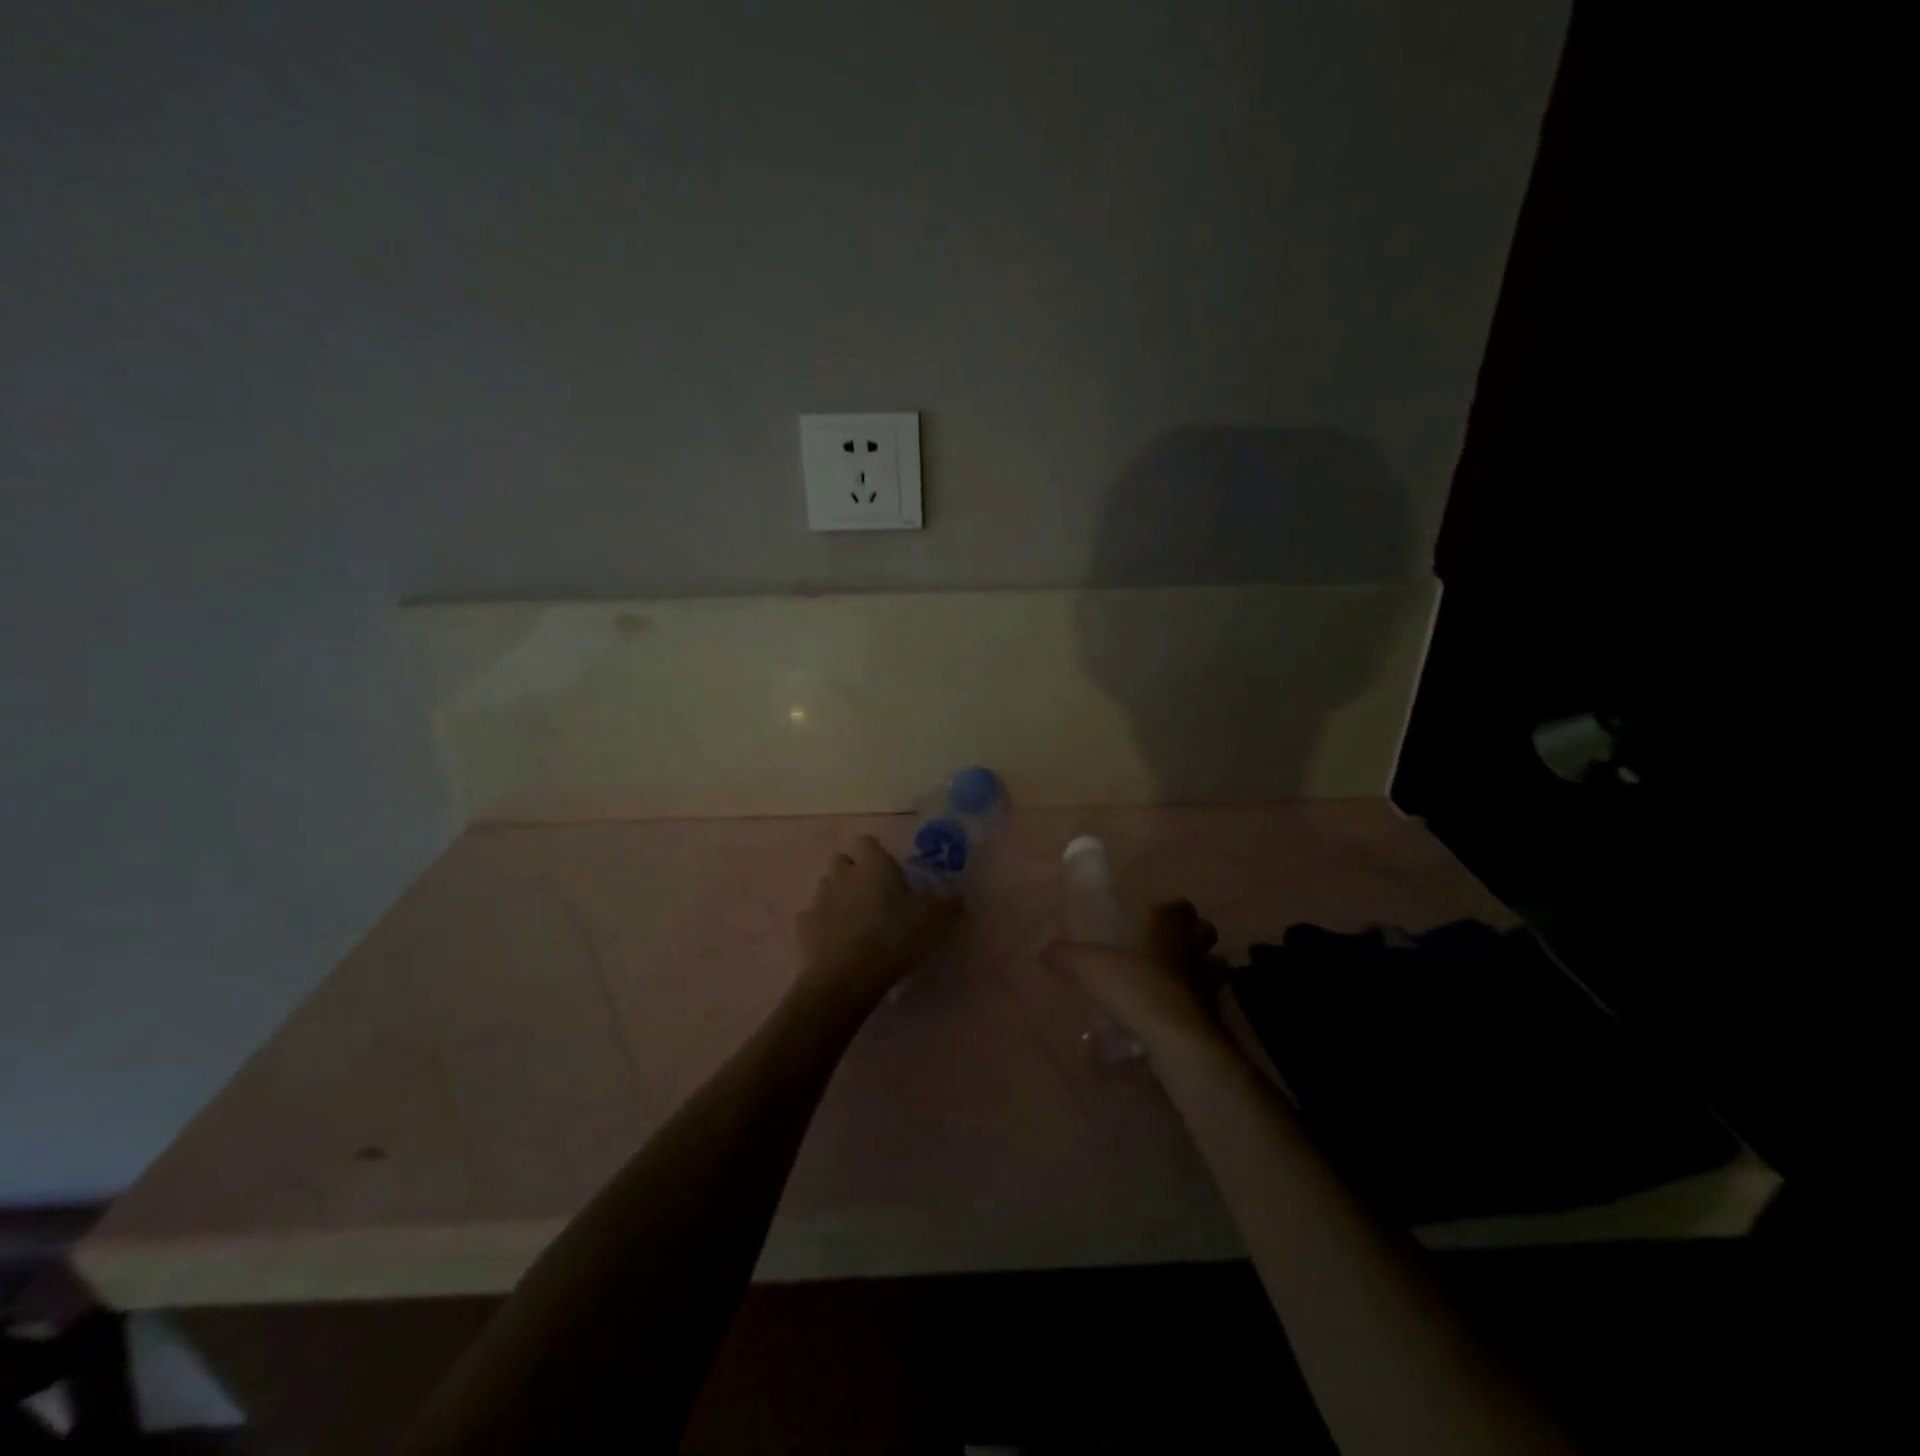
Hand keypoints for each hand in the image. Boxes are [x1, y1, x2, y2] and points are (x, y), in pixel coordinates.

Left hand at [796, 837, 963, 1011]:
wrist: (848, 975)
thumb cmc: (895, 937)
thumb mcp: (933, 921)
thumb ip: (948, 905)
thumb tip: (960, 896)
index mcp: (874, 865)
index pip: (867, 842)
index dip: (875, 854)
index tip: (888, 872)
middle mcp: (843, 874)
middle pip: (842, 861)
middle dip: (853, 872)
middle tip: (872, 895)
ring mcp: (820, 898)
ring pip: (826, 886)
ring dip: (837, 896)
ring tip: (854, 919)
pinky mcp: (803, 925)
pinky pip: (812, 916)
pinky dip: (822, 924)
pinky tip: (835, 941)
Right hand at [1043, 900, 1227, 1038]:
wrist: (1176, 1037)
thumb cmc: (1135, 986)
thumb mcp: (1089, 968)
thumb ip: (1066, 956)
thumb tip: (1044, 950)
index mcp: (1167, 927)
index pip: (1180, 907)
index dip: (1171, 910)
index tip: (1154, 918)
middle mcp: (1193, 949)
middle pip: (1205, 932)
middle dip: (1192, 937)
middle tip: (1168, 949)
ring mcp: (1208, 982)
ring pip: (1214, 967)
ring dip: (1200, 971)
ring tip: (1176, 983)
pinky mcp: (1214, 1015)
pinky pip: (1209, 1003)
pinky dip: (1196, 1006)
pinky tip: (1175, 1016)